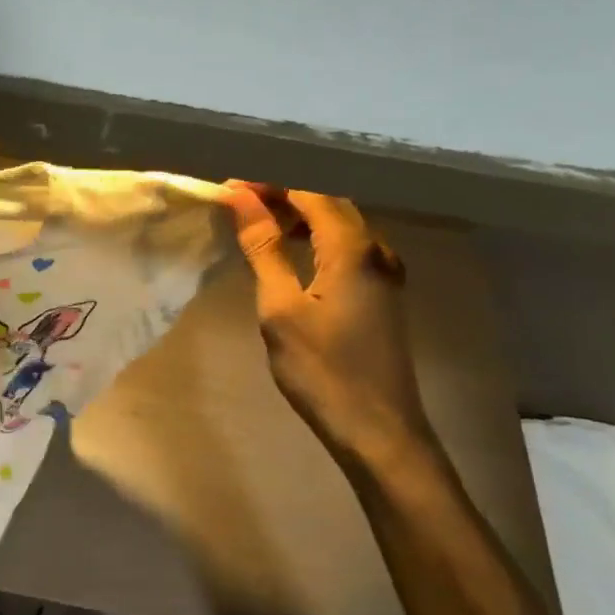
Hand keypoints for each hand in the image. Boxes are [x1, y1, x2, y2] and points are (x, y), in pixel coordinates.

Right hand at [225, 183, 433, 455]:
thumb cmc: (323, 370)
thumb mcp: (281, 308)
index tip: (229, 187)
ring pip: (339, 223)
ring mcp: (384, 271)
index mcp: (352, 248)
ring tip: (257, 221)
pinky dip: (316, 237)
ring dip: (299, 215)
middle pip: (328, 201)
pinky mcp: (382, 292)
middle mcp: (376, 249)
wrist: (378, 430)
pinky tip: (292, 251)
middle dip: (283, 194)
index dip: (269, 184)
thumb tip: (241, 200)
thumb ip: (264, 249)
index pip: (308, 192)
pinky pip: (346, 246)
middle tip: (238, 200)